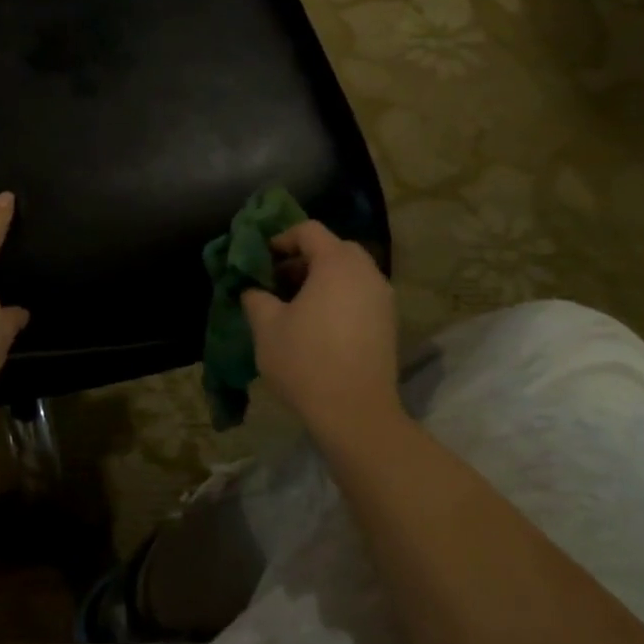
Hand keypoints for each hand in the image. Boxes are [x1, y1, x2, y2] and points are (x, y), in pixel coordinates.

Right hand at [243, 221, 402, 437]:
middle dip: (304, 258)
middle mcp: (366, 273)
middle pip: (334, 248)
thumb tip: (254, 290)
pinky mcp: (389, 323)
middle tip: (278, 280)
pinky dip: (339, 296)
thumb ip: (256, 298)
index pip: (309, 230)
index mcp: (336, 264)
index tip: (262, 258)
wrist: (355, 412)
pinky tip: (318, 324)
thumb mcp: (266, 327)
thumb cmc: (305, 360)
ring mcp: (383, 298)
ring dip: (322, 278)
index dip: (282, 238)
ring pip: (350, 272)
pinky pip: (361, 294)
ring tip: (296, 304)